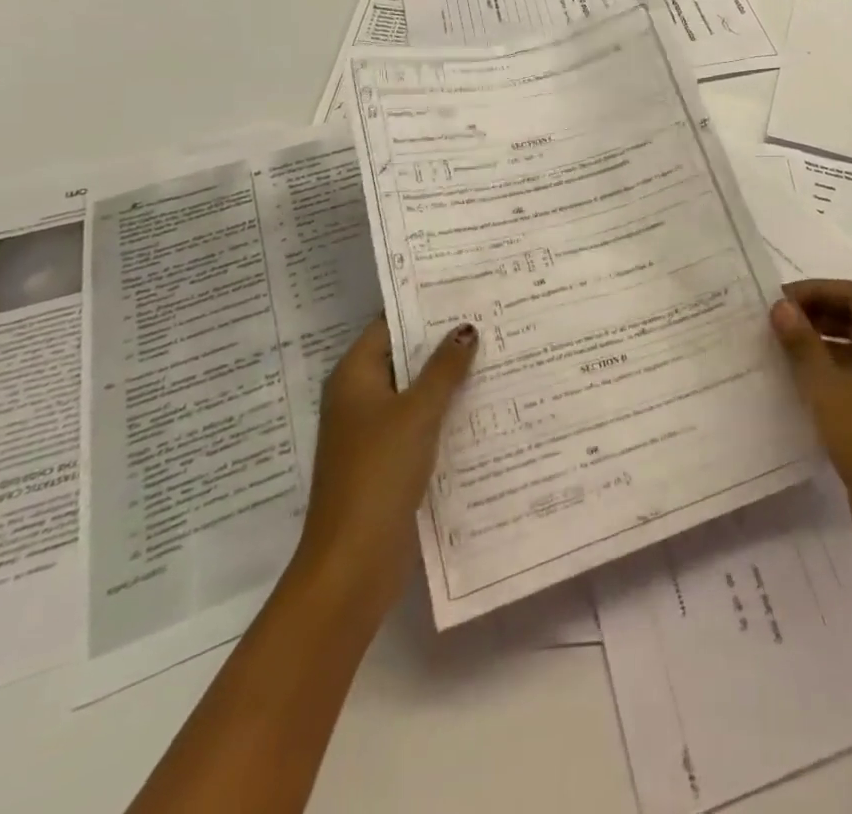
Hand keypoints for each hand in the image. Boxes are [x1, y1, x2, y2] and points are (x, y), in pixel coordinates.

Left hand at [293, 318, 476, 613]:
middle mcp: (360, 398)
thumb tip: (466, 328)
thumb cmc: (378, 473)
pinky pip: (421, 422)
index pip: (390, 324)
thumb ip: (444, 368)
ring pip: (416, 391)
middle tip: (493, 317)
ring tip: (498, 353)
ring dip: (449, 378)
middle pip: (405, 357)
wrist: (353, 562)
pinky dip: (446, 411)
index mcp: (354, 377)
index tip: (466, 290)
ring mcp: (373, 431)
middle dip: (444, 342)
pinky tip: (485, 404)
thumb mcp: (417, 412)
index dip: (425, 306)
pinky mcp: (389, 460)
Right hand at [771, 281, 851, 565]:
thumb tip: (780, 306)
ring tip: (784, 346)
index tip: (780, 298)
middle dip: (818, 313)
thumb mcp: (825, 386)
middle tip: (778, 320)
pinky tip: (803, 382)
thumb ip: (802, 342)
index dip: (816, 290)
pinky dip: (833, 367)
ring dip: (824, 340)